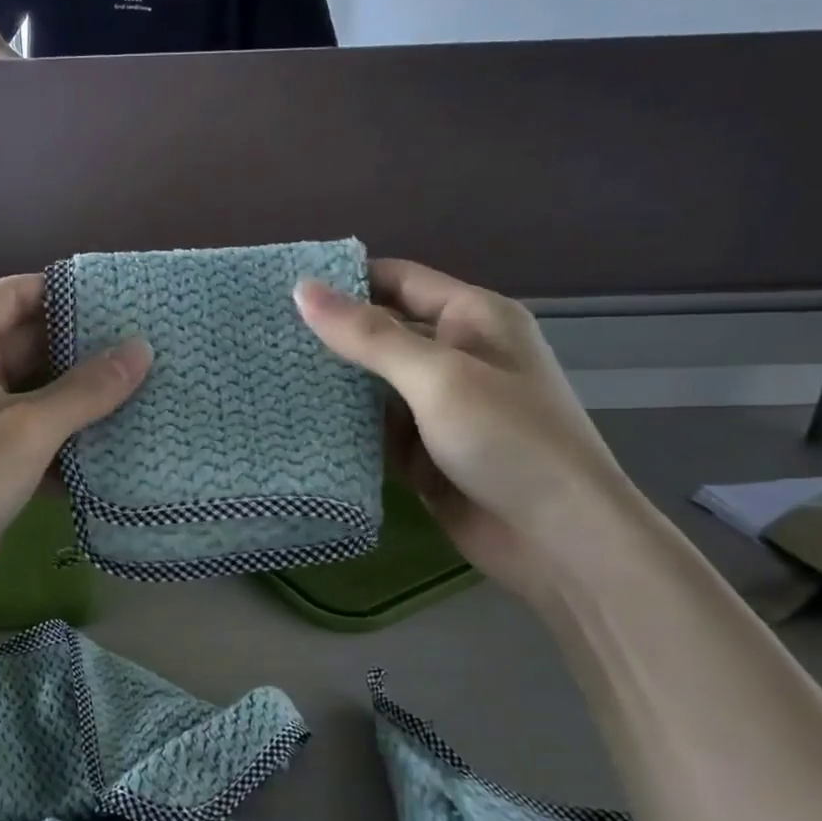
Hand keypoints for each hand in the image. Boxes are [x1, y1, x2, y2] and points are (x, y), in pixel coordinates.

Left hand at [0, 275, 151, 623]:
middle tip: (152, 349)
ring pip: (40, 391)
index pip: (19, 292)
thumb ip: (88, 389)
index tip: (129, 300)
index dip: (71, 293)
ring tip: (150, 390)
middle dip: (88, 350)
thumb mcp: (28, 429)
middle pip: (34, 342)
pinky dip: (70, 438)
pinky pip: (36, 432)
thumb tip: (142, 349)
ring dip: (85, 398)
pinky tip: (121, 445)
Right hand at [294, 260, 631, 603]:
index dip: (344, 280)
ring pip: (372, 383)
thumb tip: (302, 289)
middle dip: (328, 334)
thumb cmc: (507, 440)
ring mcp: (438, 407)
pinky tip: (295, 421)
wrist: (558, 540)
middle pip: (381, 331)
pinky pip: (375, 428)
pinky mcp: (424, 451)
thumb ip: (368, 335)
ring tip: (265, 374)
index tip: (282, 289)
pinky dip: (343, 425)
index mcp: (472, 318)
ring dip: (331, 382)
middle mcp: (455, 355)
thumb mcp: (437, 376)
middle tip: (262, 335)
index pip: (397, 280)